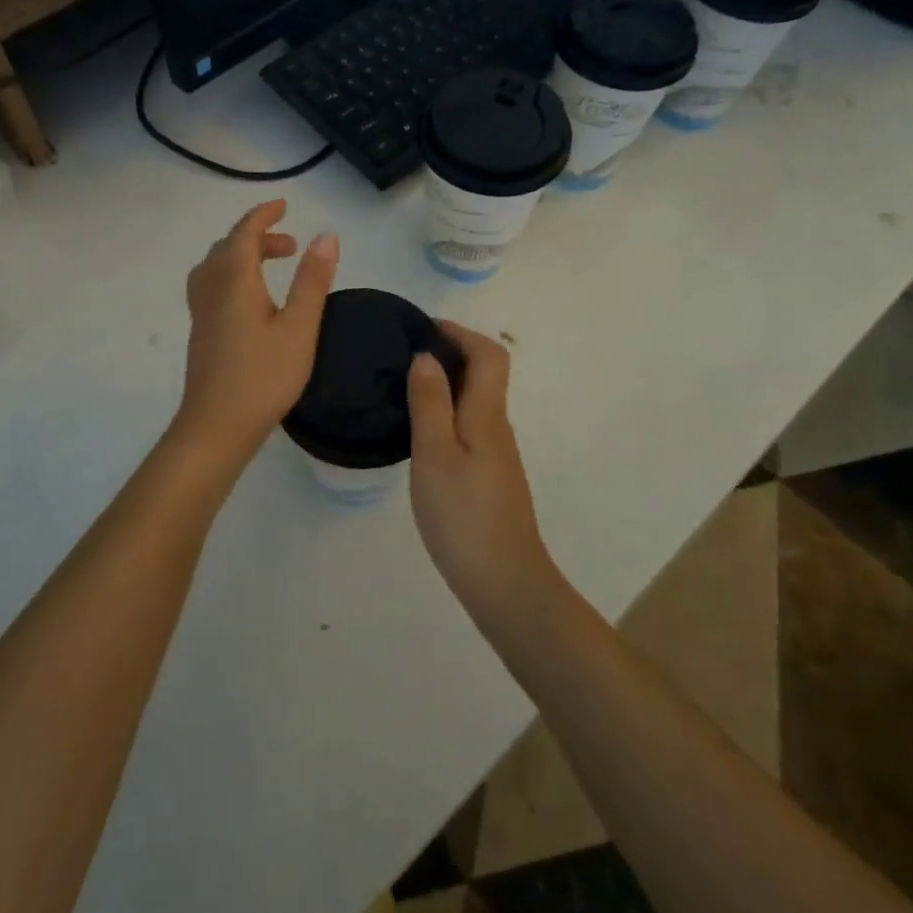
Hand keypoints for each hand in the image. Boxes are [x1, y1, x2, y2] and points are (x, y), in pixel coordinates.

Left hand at [174, 200, 338, 465]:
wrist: (216, 426)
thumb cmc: (263, 376)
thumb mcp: (299, 327)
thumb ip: (312, 281)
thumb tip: (326, 236)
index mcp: (234, 281)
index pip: (244, 233)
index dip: (262, 215)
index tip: (283, 205)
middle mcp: (212, 289)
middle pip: (228, 248)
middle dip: (258, 237)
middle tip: (291, 246)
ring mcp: (202, 312)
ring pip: (216, 267)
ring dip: (243, 256)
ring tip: (273, 268)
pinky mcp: (201, 332)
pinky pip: (212, 286)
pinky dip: (232, 276)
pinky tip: (252, 301)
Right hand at [408, 322, 553, 618]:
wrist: (506, 584)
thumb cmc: (464, 516)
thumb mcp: (435, 455)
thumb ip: (430, 403)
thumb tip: (427, 356)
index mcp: (486, 415)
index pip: (489, 355)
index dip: (461, 333)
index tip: (425, 328)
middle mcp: (497, 427)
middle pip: (486, 374)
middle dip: (452, 353)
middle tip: (406, 356)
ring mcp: (497, 455)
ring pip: (477, 402)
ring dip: (448, 383)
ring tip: (407, 388)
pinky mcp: (491, 478)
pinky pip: (471, 426)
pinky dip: (449, 413)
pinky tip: (423, 433)